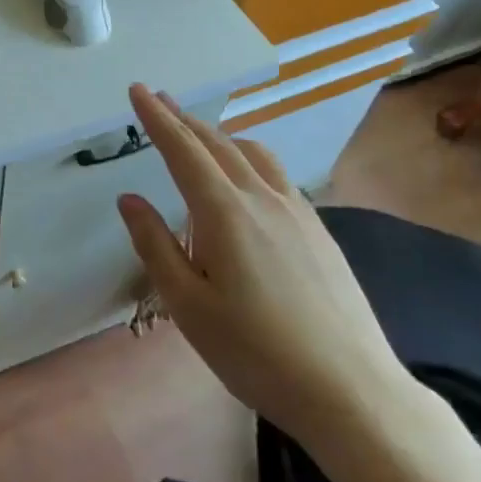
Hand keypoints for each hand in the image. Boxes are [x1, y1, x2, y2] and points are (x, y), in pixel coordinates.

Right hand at [115, 85, 411, 446]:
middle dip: (183, 119)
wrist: (351, 391)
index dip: (156, 118)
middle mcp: (261, 198)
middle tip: (159, 100)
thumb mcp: (187, 306)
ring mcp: (297, 211)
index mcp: (223, 212)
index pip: (182, 150)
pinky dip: (249, 158)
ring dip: (219, 136)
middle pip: (216, 144)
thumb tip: (129, 199)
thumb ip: (155, 245)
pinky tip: (249, 178)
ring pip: (252, 153)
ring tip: (200, 134)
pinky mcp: (319, 230)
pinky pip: (277, 174)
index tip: (137, 90)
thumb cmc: (255, 352)